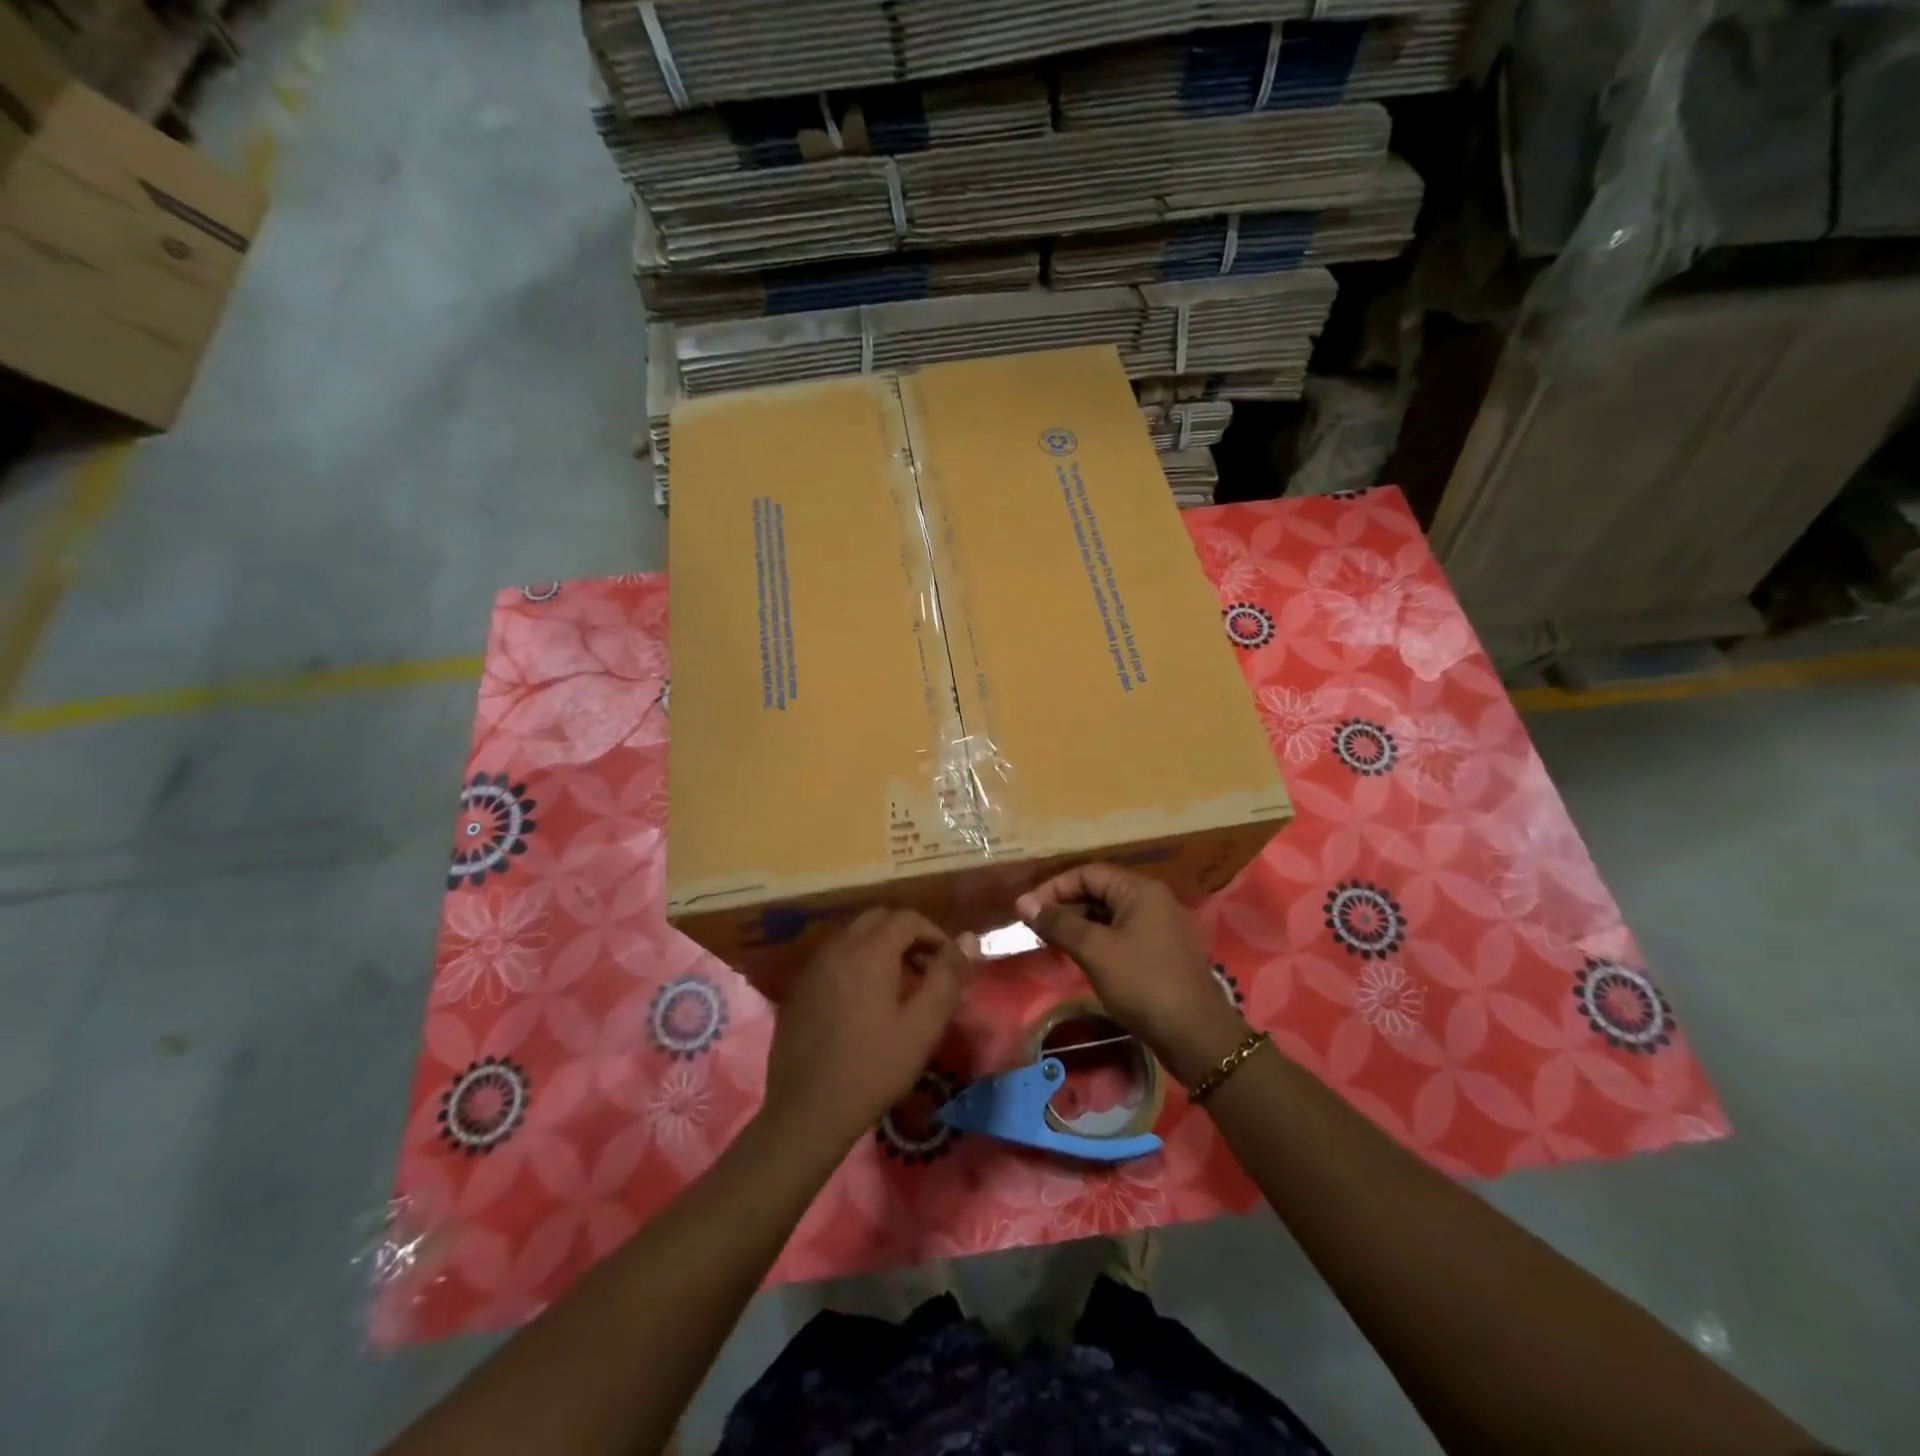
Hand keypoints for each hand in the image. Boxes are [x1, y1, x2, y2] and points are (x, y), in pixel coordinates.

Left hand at [762, 909, 968, 1151]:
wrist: (807, 1110)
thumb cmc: (874, 1067)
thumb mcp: (923, 1025)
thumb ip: (947, 976)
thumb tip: (967, 939)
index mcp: (869, 951)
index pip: (907, 918)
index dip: (933, 933)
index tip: (948, 962)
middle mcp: (838, 947)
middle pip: (877, 919)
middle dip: (906, 934)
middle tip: (925, 968)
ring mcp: (813, 967)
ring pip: (853, 936)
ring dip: (880, 947)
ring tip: (899, 985)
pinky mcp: (799, 988)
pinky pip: (834, 957)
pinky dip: (856, 962)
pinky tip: (864, 1001)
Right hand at [1017, 864, 1248, 1086]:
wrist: (1195, 1035)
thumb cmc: (1143, 984)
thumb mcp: (1095, 950)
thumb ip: (1059, 923)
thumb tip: (1022, 902)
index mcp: (1140, 890)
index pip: (1088, 873)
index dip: (1054, 888)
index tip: (1027, 910)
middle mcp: (1152, 900)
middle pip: (1099, 891)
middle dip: (1065, 906)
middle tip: (1035, 929)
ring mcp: (1159, 926)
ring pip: (1109, 914)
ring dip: (1078, 925)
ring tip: (1051, 944)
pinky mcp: (1160, 952)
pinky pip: (1121, 934)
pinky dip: (1097, 940)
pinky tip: (1079, 958)